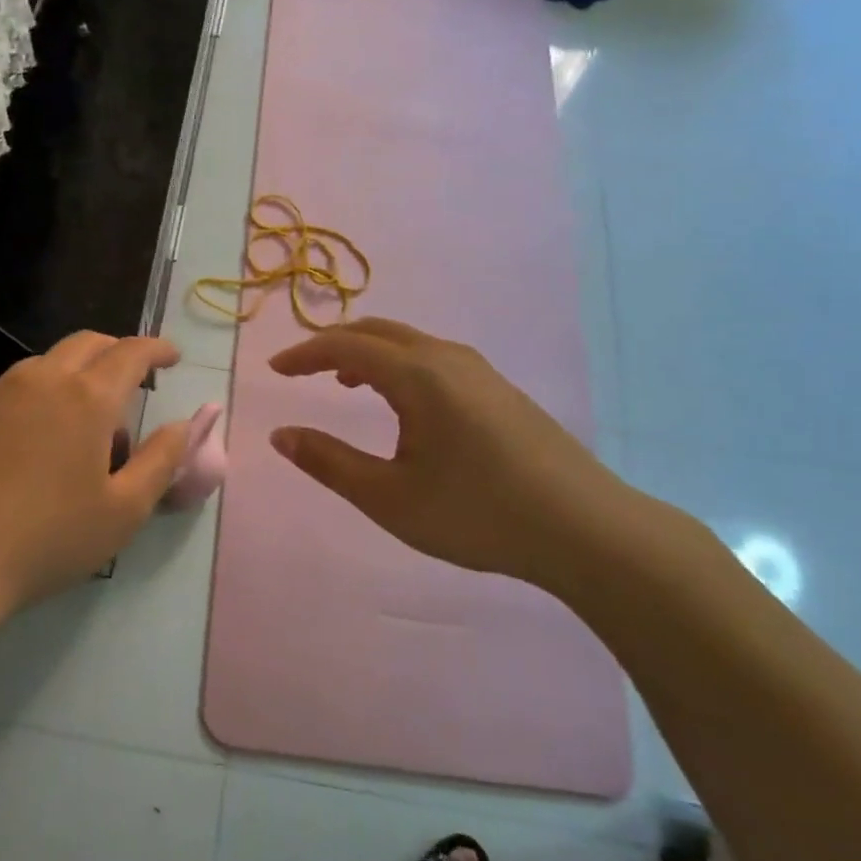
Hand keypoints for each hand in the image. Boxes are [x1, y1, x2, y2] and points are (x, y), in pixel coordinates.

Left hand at [0, 332, 190, 615]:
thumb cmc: (50, 538)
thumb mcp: (124, 510)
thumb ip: (162, 460)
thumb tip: (186, 424)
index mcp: (86, 398)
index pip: (131, 353)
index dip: (157, 349)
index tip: (172, 357)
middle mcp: (41, 380)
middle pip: (86, 344)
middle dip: (116, 351)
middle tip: (132, 379)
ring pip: (45, 364)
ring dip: (75, 374)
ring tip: (83, 419)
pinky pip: (11, 390)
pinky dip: (36, 397)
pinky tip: (33, 439)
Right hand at [268, 317, 649, 593]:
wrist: (586, 530)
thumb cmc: (477, 513)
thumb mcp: (389, 497)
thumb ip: (329, 462)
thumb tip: (280, 435)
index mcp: (418, 375)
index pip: (345, 346)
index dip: (304, 354)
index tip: (274, 369)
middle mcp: (447, 358)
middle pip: (378, 330)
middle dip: (333, 344)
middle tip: (303, 370)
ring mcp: (480, 371)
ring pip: (409, 342)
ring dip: (369, 353)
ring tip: (345, 382)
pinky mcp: (500, 390)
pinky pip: (434, 358)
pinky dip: (399, 364)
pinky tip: (403, 404)